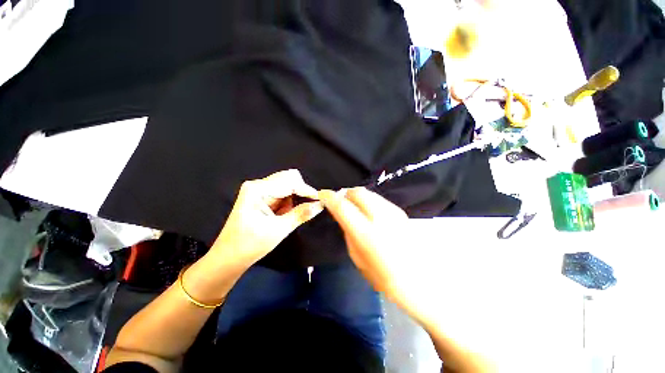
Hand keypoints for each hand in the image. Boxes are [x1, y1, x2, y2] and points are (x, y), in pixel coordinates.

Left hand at [211, 170, 322, 268]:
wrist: (229, 258)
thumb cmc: (250, 245)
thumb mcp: (278, 230)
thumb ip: (301, 214)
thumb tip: (320, 205)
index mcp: (257, 189)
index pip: (290, 182)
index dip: (307, 190)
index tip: (321, 200)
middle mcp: (258, 185)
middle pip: (289, 178)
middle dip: (301, 192)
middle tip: (308, 208)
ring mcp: (260, 190)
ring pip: (288, 185)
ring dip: (295, 197)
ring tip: (291, 215)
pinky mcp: (262, 196)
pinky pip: (283, 193)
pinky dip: (290, 201)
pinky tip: (285, 214)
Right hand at [318, 188, 433, 323]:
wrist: (420, 281)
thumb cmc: (384, 277)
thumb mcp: (357, 257)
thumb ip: (348, 231)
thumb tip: (343, 216)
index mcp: (366, 232)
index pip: (342, 206)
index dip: (330, 197)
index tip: (323, 194)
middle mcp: (380, 217)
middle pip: (358, 192)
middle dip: (345, 193)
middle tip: (340, 201)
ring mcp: (393, 212)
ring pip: (369, 193)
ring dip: (357, 196)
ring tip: (354, 207)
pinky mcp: (400, 212)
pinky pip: (379, 199)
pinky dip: (369, 201)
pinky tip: (369, 212)